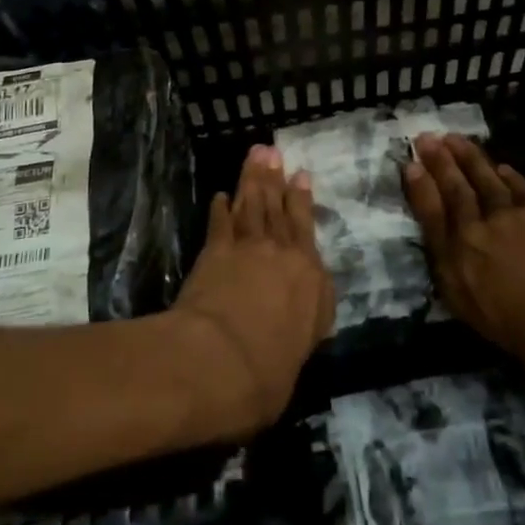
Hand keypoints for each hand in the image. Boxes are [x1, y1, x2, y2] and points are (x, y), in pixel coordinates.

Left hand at [172, 145, 335, 437]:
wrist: (219, 362)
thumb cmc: (268, 373)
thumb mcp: (302, 353)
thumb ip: (305, 324)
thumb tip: (303, 313)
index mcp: (310, 278)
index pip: (306, 229)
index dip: (302, 199)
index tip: (301, 174)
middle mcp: (282, 253)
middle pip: (278, 207)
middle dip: (276, 178)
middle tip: (273, 150)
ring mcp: (247, 249)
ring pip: (251, 205)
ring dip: (252, 179)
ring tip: (255, 156)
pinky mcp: (214, 253)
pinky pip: (219, 224)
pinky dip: (220, 208)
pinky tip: (220, 195)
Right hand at [403, 134, 524, 398]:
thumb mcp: (499, 336)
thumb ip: (487, 308)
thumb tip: (496, 303)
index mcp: (459, 276)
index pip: (431, 223)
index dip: (420, 192)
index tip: (410, 166)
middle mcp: (475, 239)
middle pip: (453, 193)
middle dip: (438, 163)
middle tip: (425, 138)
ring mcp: (508, 219)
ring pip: (482, 180)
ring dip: (467, 157)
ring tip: (453, 138)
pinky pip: (517, 187)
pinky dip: (507, 175)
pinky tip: (501, 166)